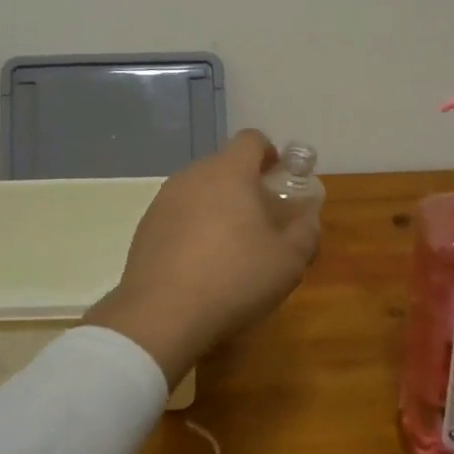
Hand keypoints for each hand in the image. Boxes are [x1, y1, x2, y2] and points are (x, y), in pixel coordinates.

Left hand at [88, 130, 318, 384]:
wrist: (161, 314)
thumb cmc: (234, 278)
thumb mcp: (289, 261)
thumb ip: (306, 231)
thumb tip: (307, 217)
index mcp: (229, 172)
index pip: (251, 140)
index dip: (269, 154)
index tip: (279, 179)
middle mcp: (193, 175)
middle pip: (224, 165)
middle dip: (245, 184)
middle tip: (261, 219)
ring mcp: (164, 199)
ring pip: (199, 189)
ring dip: (217, 206)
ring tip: (230, 245)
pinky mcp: (146, 225)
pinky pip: (178, 213)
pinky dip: (193, 226)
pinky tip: (200, 263)